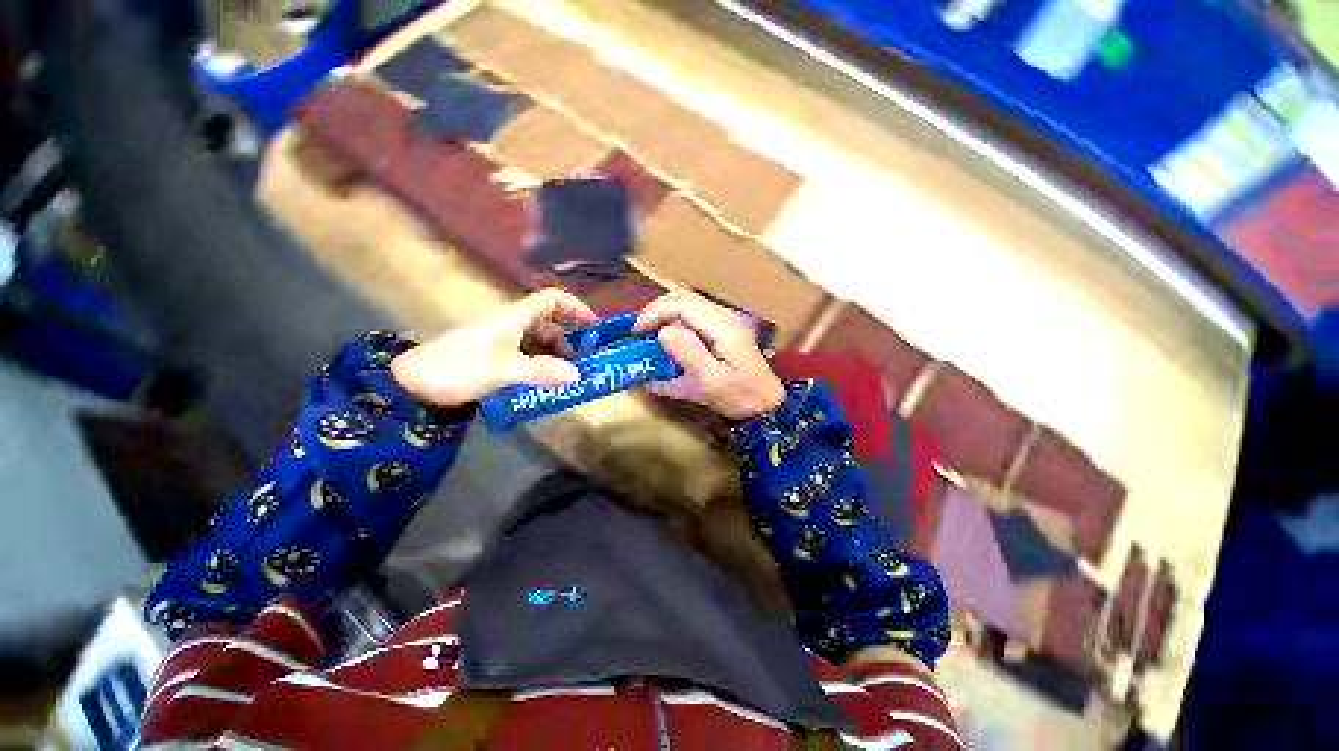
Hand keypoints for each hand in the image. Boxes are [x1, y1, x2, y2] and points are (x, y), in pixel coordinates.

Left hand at [391, 289, 598, 406]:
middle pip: (550, 325)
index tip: (594, 326)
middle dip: (571, 341)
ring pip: (539, 343)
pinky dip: (541, 367)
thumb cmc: (459, 368)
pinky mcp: (496, 357)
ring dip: (557, 357)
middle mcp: (511, 325)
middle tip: (586, 362)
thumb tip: (577, 375)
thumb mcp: (504, 370)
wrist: (411, 383)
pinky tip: (548, 383)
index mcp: (514, 317)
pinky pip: (528, 357)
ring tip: (570, 378)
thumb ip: (541, 371)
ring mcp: (503, 341)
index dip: (575, 308)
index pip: (551, 300)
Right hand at [634, 291, 784, 418]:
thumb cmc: (739, 396)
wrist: (766, 405)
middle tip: (640, 333)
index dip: (655, 312)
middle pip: (684, 299)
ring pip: (688, 307)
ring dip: (665, 317)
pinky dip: (676, 326)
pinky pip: (694, 320)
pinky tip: (668, 342)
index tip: (637, 332)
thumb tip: (663, 331)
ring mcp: (723, 324)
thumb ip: (688, 352)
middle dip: (657, 312)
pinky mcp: (722, 334)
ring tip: (650, 337)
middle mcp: (722, 317)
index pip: (682, 303)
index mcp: (720, 325)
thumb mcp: (710, 380)